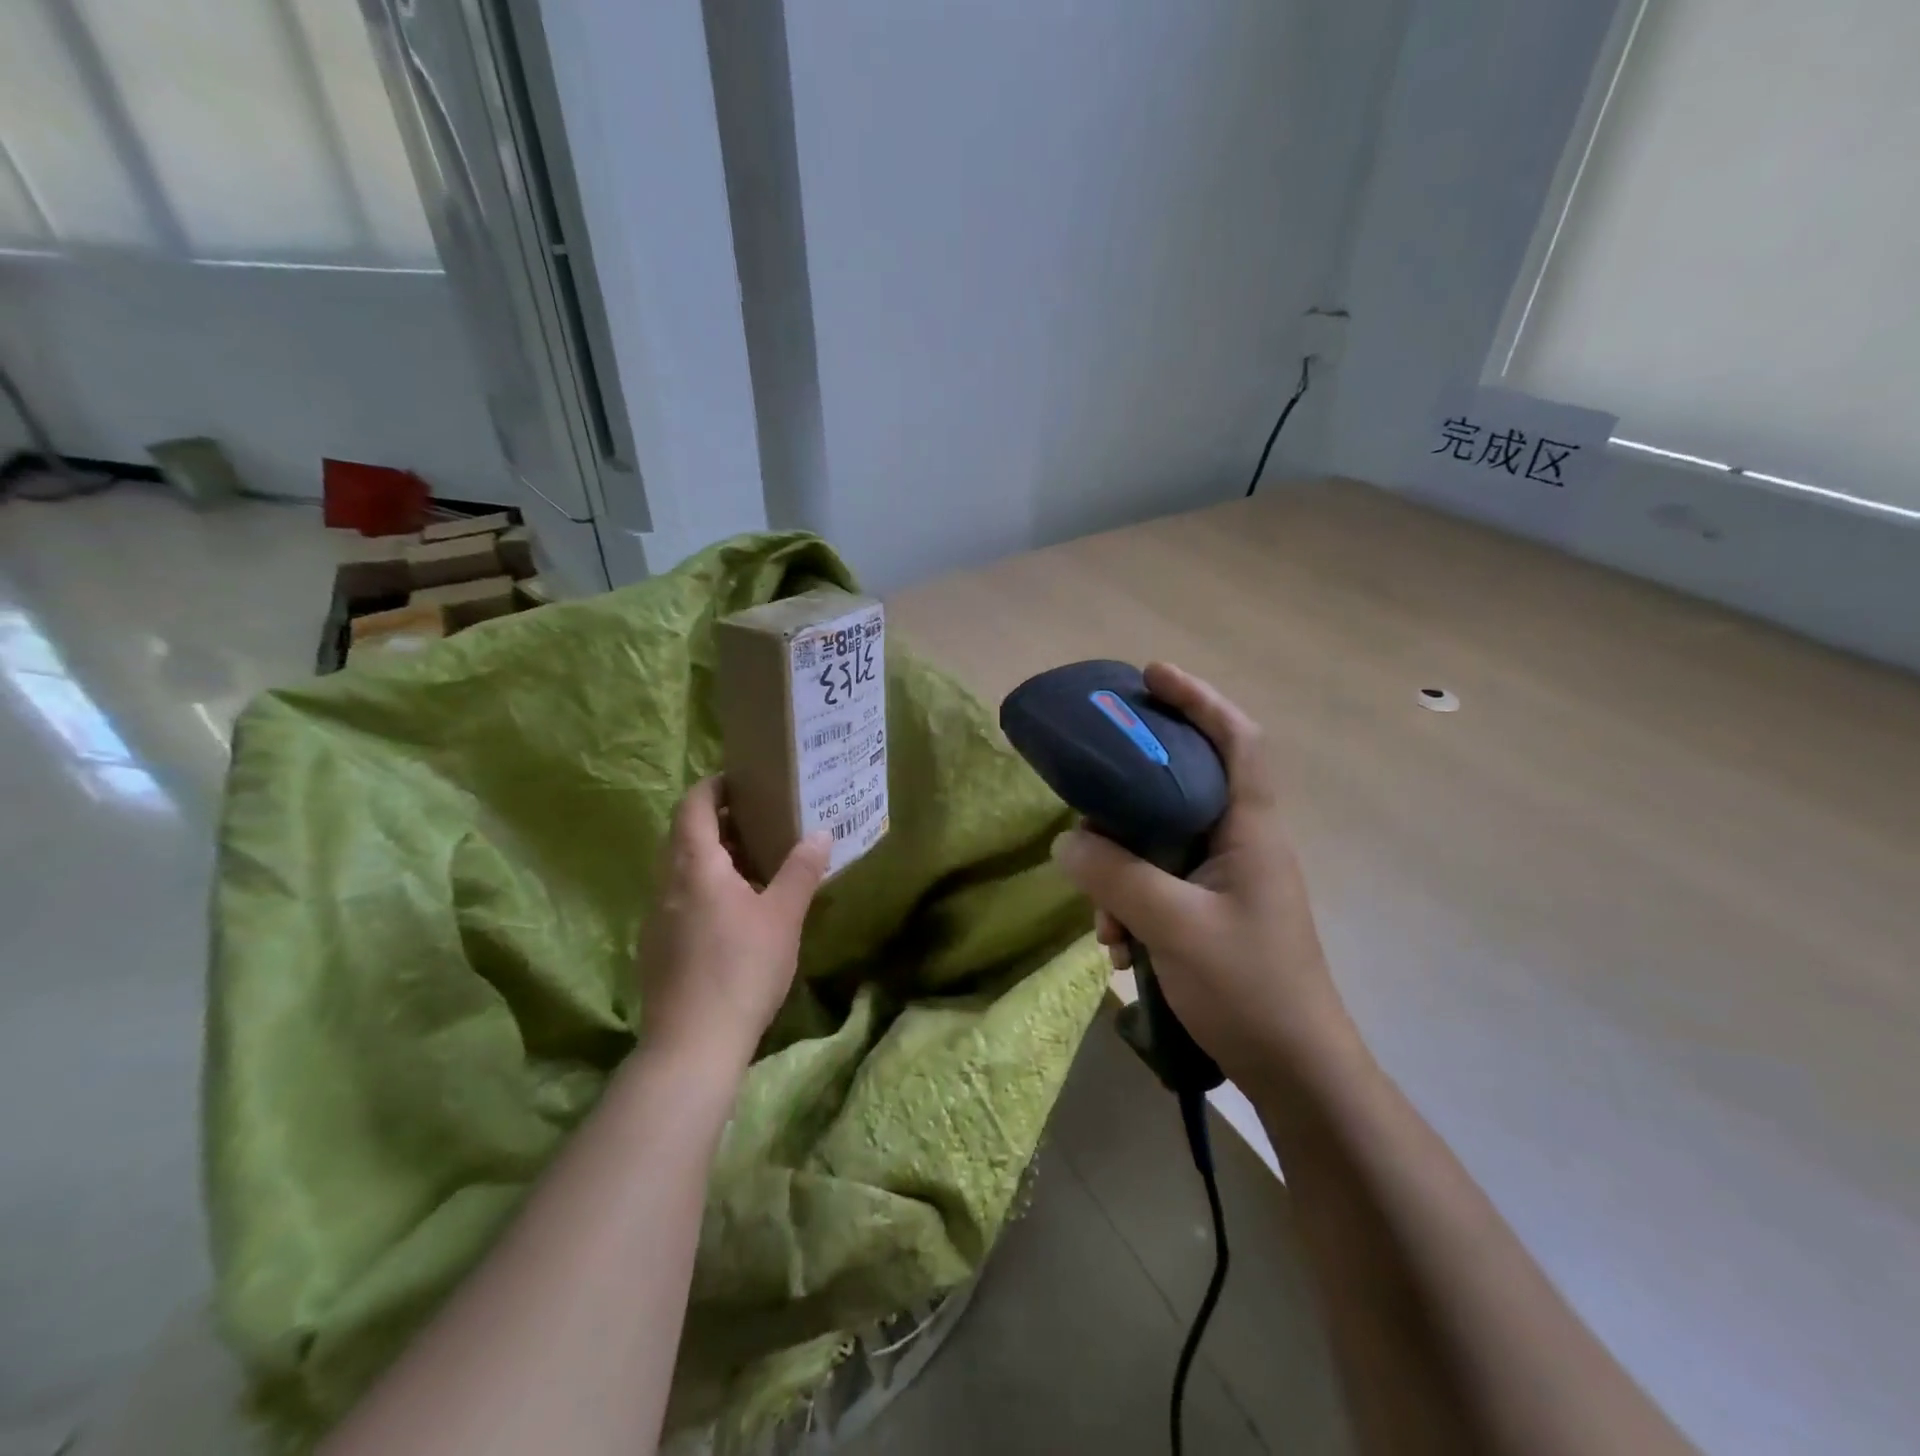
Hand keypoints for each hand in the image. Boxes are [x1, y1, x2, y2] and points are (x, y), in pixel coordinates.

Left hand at [637, 777, 830, 1068]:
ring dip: (711, 855)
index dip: (714, 786)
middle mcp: (667, 883)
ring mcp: (657, 916)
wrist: (693, 1044)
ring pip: (679, 868)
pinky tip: (734, 910)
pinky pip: (678, 897)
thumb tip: (821, 833)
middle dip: (717, 820)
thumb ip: (801, 870)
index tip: (743, 781)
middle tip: (758, 820)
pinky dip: (703, 886)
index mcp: (695, 866)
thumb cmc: (742, 968)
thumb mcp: (783, 916)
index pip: (693, 806)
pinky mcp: (656, 945)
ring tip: (752, 862)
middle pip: (683, 834)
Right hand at [1051, 663, 1358, 1088]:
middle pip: (1184, 785)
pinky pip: (1158, 884)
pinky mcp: (1210, 911)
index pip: (1237, 739)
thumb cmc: (1250, 990)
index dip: (1198, 698)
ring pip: (1160, 843)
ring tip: (1104, 924)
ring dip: (1122, 873)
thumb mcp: (1174, 927)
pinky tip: (1119, 948)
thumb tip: (1067, 842)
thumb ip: (1116, 878)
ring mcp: (1226, 880)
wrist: (1295, 1073)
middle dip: (1131, 795)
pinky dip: (1131, 905)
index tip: (1151, 676)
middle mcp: (1241, 842)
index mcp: (1251, 829)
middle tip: (1090, 795)